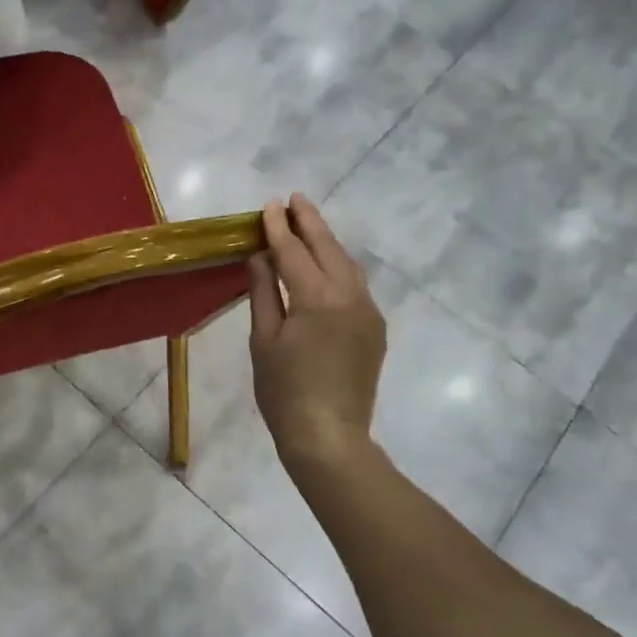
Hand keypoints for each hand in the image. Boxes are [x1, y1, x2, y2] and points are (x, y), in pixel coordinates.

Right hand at [248, 195, 386, 469]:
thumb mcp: (264, 340)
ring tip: (309, 226)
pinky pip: (356, 286)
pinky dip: (339, 268)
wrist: (329, 436)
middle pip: (328, 248)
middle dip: (310, 222)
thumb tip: (261, 256)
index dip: (279, 227)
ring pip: (347, 264)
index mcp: (317, 298)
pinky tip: (326, 267)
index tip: (270, 204)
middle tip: (294, 200)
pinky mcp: (375, 329)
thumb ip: (264, 292)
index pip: (294, 251)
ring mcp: (368, 312)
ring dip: (327, 242)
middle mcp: (350, 296)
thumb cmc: (284, 391)